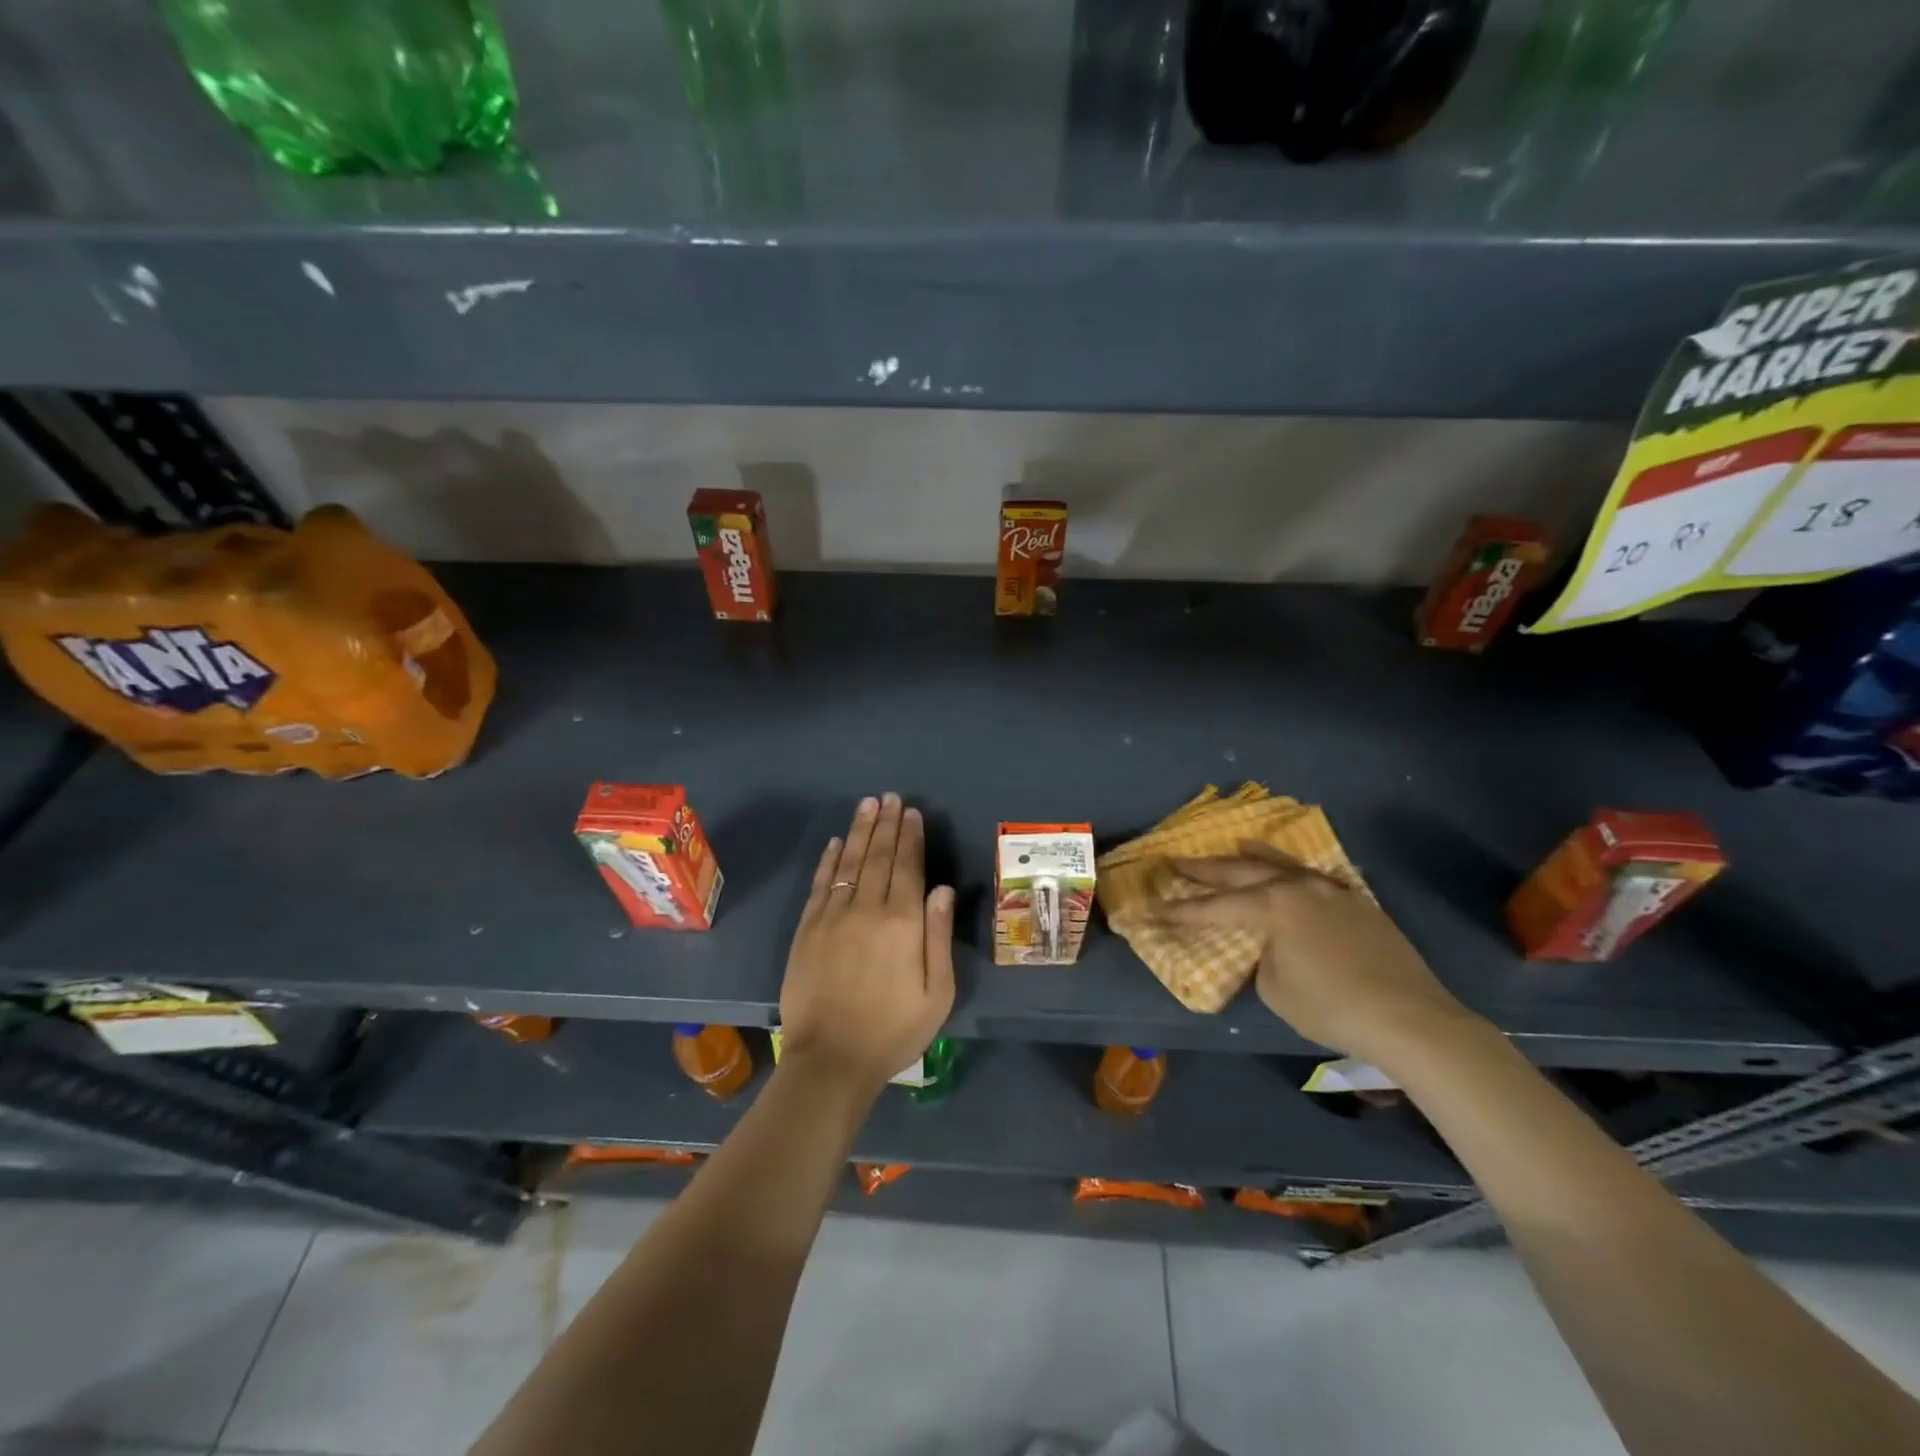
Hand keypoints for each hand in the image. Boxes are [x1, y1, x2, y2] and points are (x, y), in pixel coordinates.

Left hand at [779, 794, 956, 1097]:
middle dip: (886, 824)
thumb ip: (939, 937)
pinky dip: (829, 860)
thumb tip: (941, 889)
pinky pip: (820, 884)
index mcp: (903, 923)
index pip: (908, 868)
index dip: (911, 838)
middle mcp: (867, 910)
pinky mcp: (807, 929)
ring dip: (860, 831)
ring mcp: (832, 917)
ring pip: (849, 863)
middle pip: (878, 857)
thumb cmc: (893, 1031)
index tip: (912, 812)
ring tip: (867, 805)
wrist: (831, 1060)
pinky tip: (836, 842)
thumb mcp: (937, 994)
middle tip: (890, 797)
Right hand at [1157, 841, 1481, 1067]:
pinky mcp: (1357, 903)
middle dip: (1206, 870)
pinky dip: (1295, 872)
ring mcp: (1331, 891)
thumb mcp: (1275, 988)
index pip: (1214, 908)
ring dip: (1255, 856)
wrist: (1408, 1017)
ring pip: (1283, 865)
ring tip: (1235, 844)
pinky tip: (1292, 872)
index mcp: (1272, 906)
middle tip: (1177, 862)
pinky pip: (1315, 878)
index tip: (1153, 909)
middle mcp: (1297, 887)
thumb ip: (1263, 955)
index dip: (1181, 911)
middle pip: (1242, 872)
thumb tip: (1271, 945)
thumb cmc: (1331, 1006)